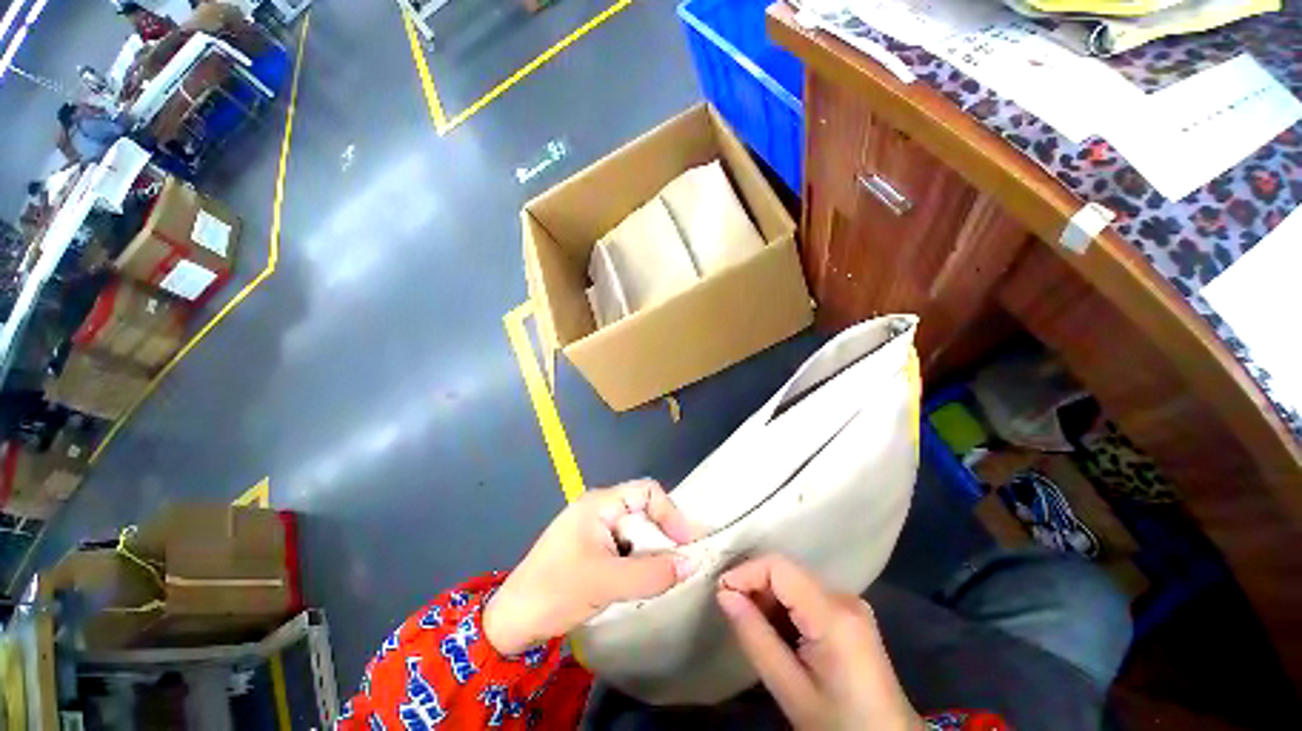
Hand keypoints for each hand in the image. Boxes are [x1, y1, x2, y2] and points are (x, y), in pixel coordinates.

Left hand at [484, 479, 700, 655]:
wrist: (511, 622)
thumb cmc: (556, 592)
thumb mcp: (607, 582)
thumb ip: (653, 573)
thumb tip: (694, 563)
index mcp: (600, 504)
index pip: (647, 492)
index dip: (671, 513)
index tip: (687, 543)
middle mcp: (599, 510)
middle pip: (643, 512)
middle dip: (663, 537)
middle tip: (680, 565)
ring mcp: (594, 529)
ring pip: (635, 533)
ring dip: (651, 553)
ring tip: (663, 577)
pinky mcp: (591, 549)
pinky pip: (624, 548)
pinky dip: (637, 562)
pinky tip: (642, 582)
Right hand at [717, 555, 922, 730]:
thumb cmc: (839, 724)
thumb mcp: (790, 689)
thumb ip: (755, 637)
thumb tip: (724, 594)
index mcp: (834, 614)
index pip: (779, 567)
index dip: (746, 572)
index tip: (721, 593)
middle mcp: (844, 597)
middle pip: (787, 573)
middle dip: (755, 587)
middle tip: (735, 614)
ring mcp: (850, 604)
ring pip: (795, 583)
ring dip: (769, 599)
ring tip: (756, 629)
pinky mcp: (850, 614)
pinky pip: (807, 596)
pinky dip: (785, 608)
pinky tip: (780, 634)